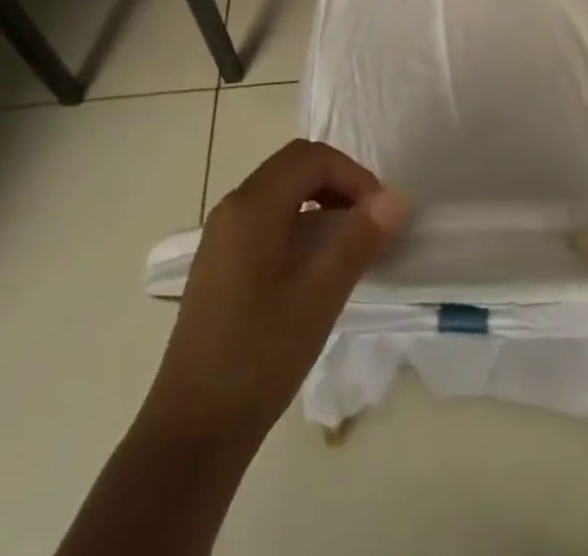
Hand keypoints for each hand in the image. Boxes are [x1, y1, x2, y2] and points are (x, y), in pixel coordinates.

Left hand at [143, 139, 408, 446]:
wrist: (192, 431)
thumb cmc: (259, 357)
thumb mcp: (319, 297)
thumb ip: (358, 240)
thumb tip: (395, 199)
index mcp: (252, 206)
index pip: (310, 157)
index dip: (352, 173)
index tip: (381, 212)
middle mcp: (232, 208)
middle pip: (293, 167)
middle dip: (339, 183)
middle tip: (370, 221)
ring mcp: (222, 236)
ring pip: (280, 192)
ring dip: (320, 202)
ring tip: (350, 242)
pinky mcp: (220, 263)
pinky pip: (267, 219)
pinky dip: (299, 224)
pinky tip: (315, 266)